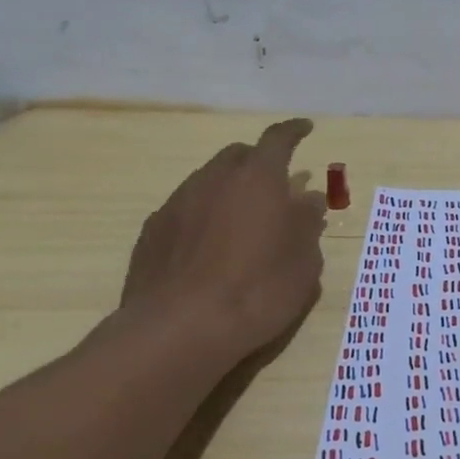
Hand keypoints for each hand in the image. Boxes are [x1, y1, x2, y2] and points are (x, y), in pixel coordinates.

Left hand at [121, 118, 326, 356]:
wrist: (179, 330)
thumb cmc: (258, 289)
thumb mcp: (304, 260)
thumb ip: (307, 223)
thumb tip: (307, 199)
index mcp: (258, 178)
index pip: (278, 139)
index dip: (294, 131)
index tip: (305, 128)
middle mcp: (215, 179)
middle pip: (238, 155)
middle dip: (258, 163)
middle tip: (275, 187)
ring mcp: (178, 203)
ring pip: (208, 181)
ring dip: (229, 191)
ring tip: (242, 222)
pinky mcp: (152, 231)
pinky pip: (185, 210)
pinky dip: (203, 216)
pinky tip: (209, 248)